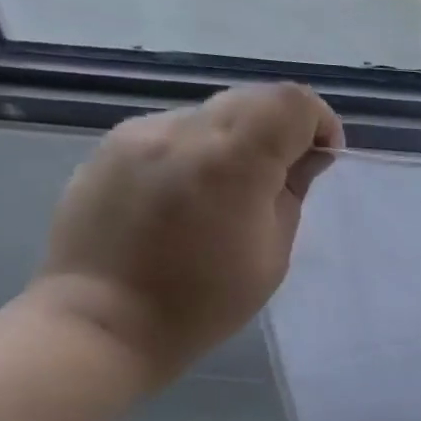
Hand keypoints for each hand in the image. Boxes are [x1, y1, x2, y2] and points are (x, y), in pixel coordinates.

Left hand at [26, 84, 342, 381]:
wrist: (101, 322)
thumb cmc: (202, 302)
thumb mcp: (272, 255)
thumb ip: (293, 193)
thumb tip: (307, 156)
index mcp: (233, 161)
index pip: (292, 102)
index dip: (318, 122)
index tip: (319, 159)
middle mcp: (184, 131)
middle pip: (253, 98)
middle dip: (280, 129)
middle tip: (279, 179)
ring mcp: (140, 134)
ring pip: (211, 114)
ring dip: (235, 141)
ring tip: (226, 195)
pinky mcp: (110, 147)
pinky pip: (173, 132)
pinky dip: (195, 153)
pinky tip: (183, 199)